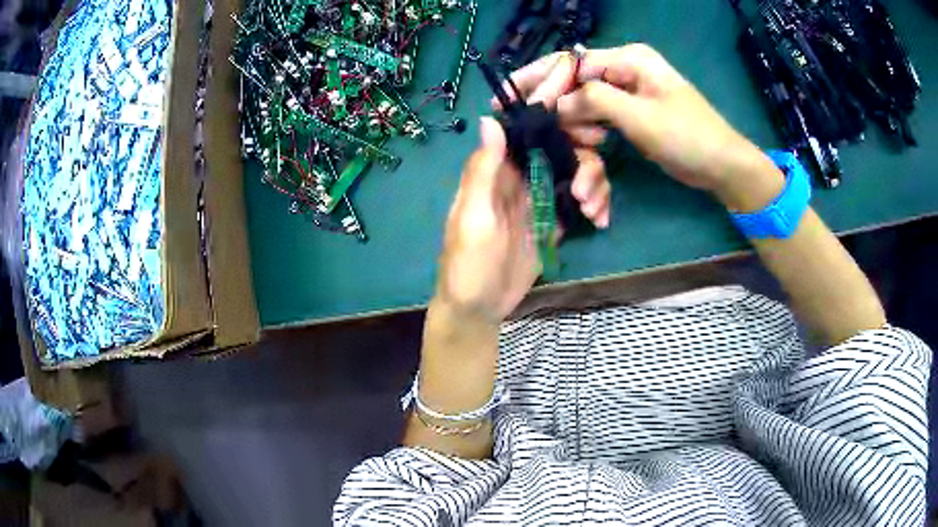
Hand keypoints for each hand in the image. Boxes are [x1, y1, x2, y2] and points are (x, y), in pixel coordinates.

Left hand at [435, 118, 608, 322]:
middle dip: (585, 162)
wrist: (480, 307)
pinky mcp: (556, 222)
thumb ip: (483, 170)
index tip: (585, 131)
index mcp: (499, 170)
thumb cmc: (468, 263)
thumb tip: (489, 119)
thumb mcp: (474, 216)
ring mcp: (542, 199)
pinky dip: (596, 204)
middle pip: (563, 150)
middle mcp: (523, 178)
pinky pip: (581, 201)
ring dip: (595, 185)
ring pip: (577, 173)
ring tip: (594, 212)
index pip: (530, 133)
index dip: (558, 124)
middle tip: (585, 193)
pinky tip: (600, 220)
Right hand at [506, 44, 782, 209]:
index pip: (573, 63)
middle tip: (540, 131)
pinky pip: (596, 118)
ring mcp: (626, 91)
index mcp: (629, 59)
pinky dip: (589, 134)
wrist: (720, 166)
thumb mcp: (641, 117)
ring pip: (583, 102)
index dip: (546, 83)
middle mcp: (623, 69)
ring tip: (586, 149)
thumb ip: (595, 101)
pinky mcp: (628, 113)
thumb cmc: (687, 136)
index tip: (520, 106)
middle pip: (573, 80)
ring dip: (576, 127)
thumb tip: (554, 102)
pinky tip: (593, 148)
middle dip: (558, 107)